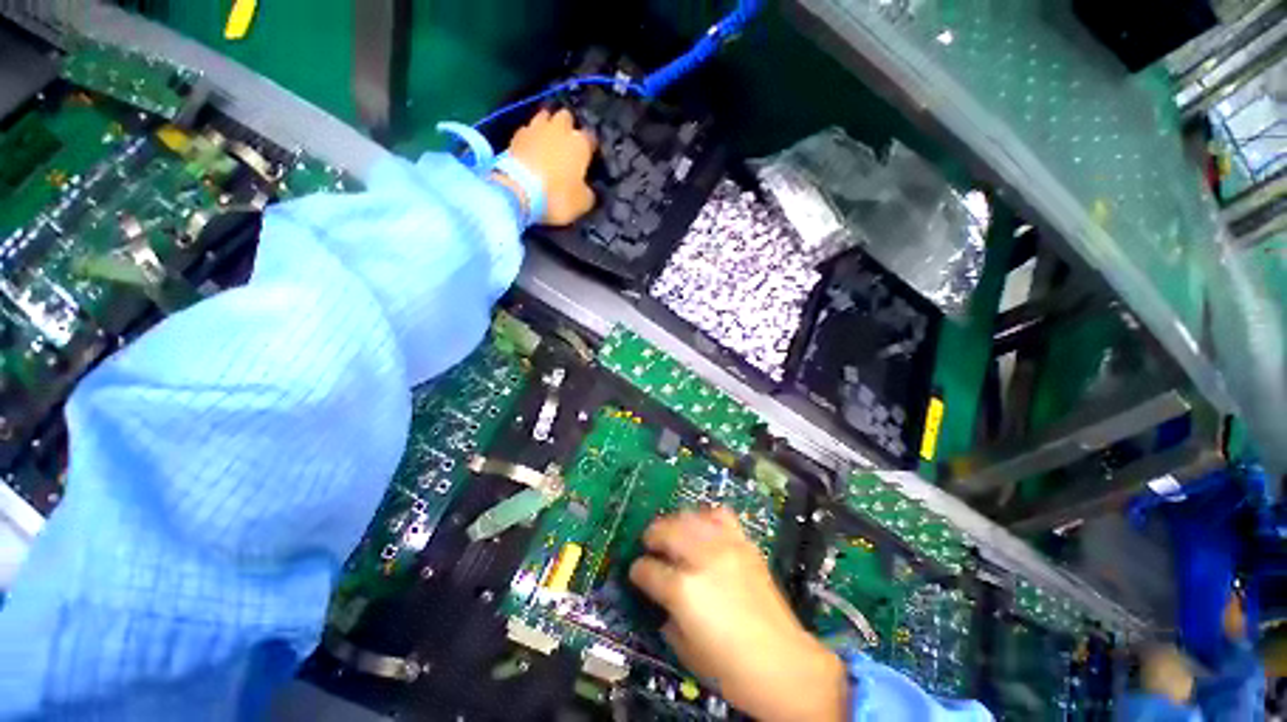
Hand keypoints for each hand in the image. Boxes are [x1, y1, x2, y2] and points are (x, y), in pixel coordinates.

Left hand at [503, 108, 596, 225]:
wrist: (518, 191)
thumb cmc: (557, 196)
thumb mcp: (582, 203)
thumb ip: (588, 192)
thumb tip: (587, 189)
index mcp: (580, 143)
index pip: (591, 137)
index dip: (590, 147)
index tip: (589, 157)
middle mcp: (560, 129)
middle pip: (566, 117)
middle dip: (568, 126)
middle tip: (567, 142)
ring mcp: (535, 128)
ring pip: (544, 117)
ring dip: (547, 127)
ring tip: (547, 141)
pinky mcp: (515, 135)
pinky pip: (527, 130)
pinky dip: (530, 137)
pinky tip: (530, 148)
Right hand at [629, 507, 848, 721]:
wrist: (784, 664)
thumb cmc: (731, 669)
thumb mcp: (685, 650)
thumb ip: (667, 615)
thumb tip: (661, 598)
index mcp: (683, 590)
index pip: (647, 568)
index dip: (637, 570)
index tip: (636, 572)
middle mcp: (702, 559)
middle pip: (667, 531)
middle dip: (652, 536)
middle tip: (649, 544)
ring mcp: (725, 547)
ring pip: (690, 517)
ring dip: (675, 522)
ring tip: (672, 531)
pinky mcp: (744, 544)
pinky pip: (720, 516)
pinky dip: (706, 516)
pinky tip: (703, 527)